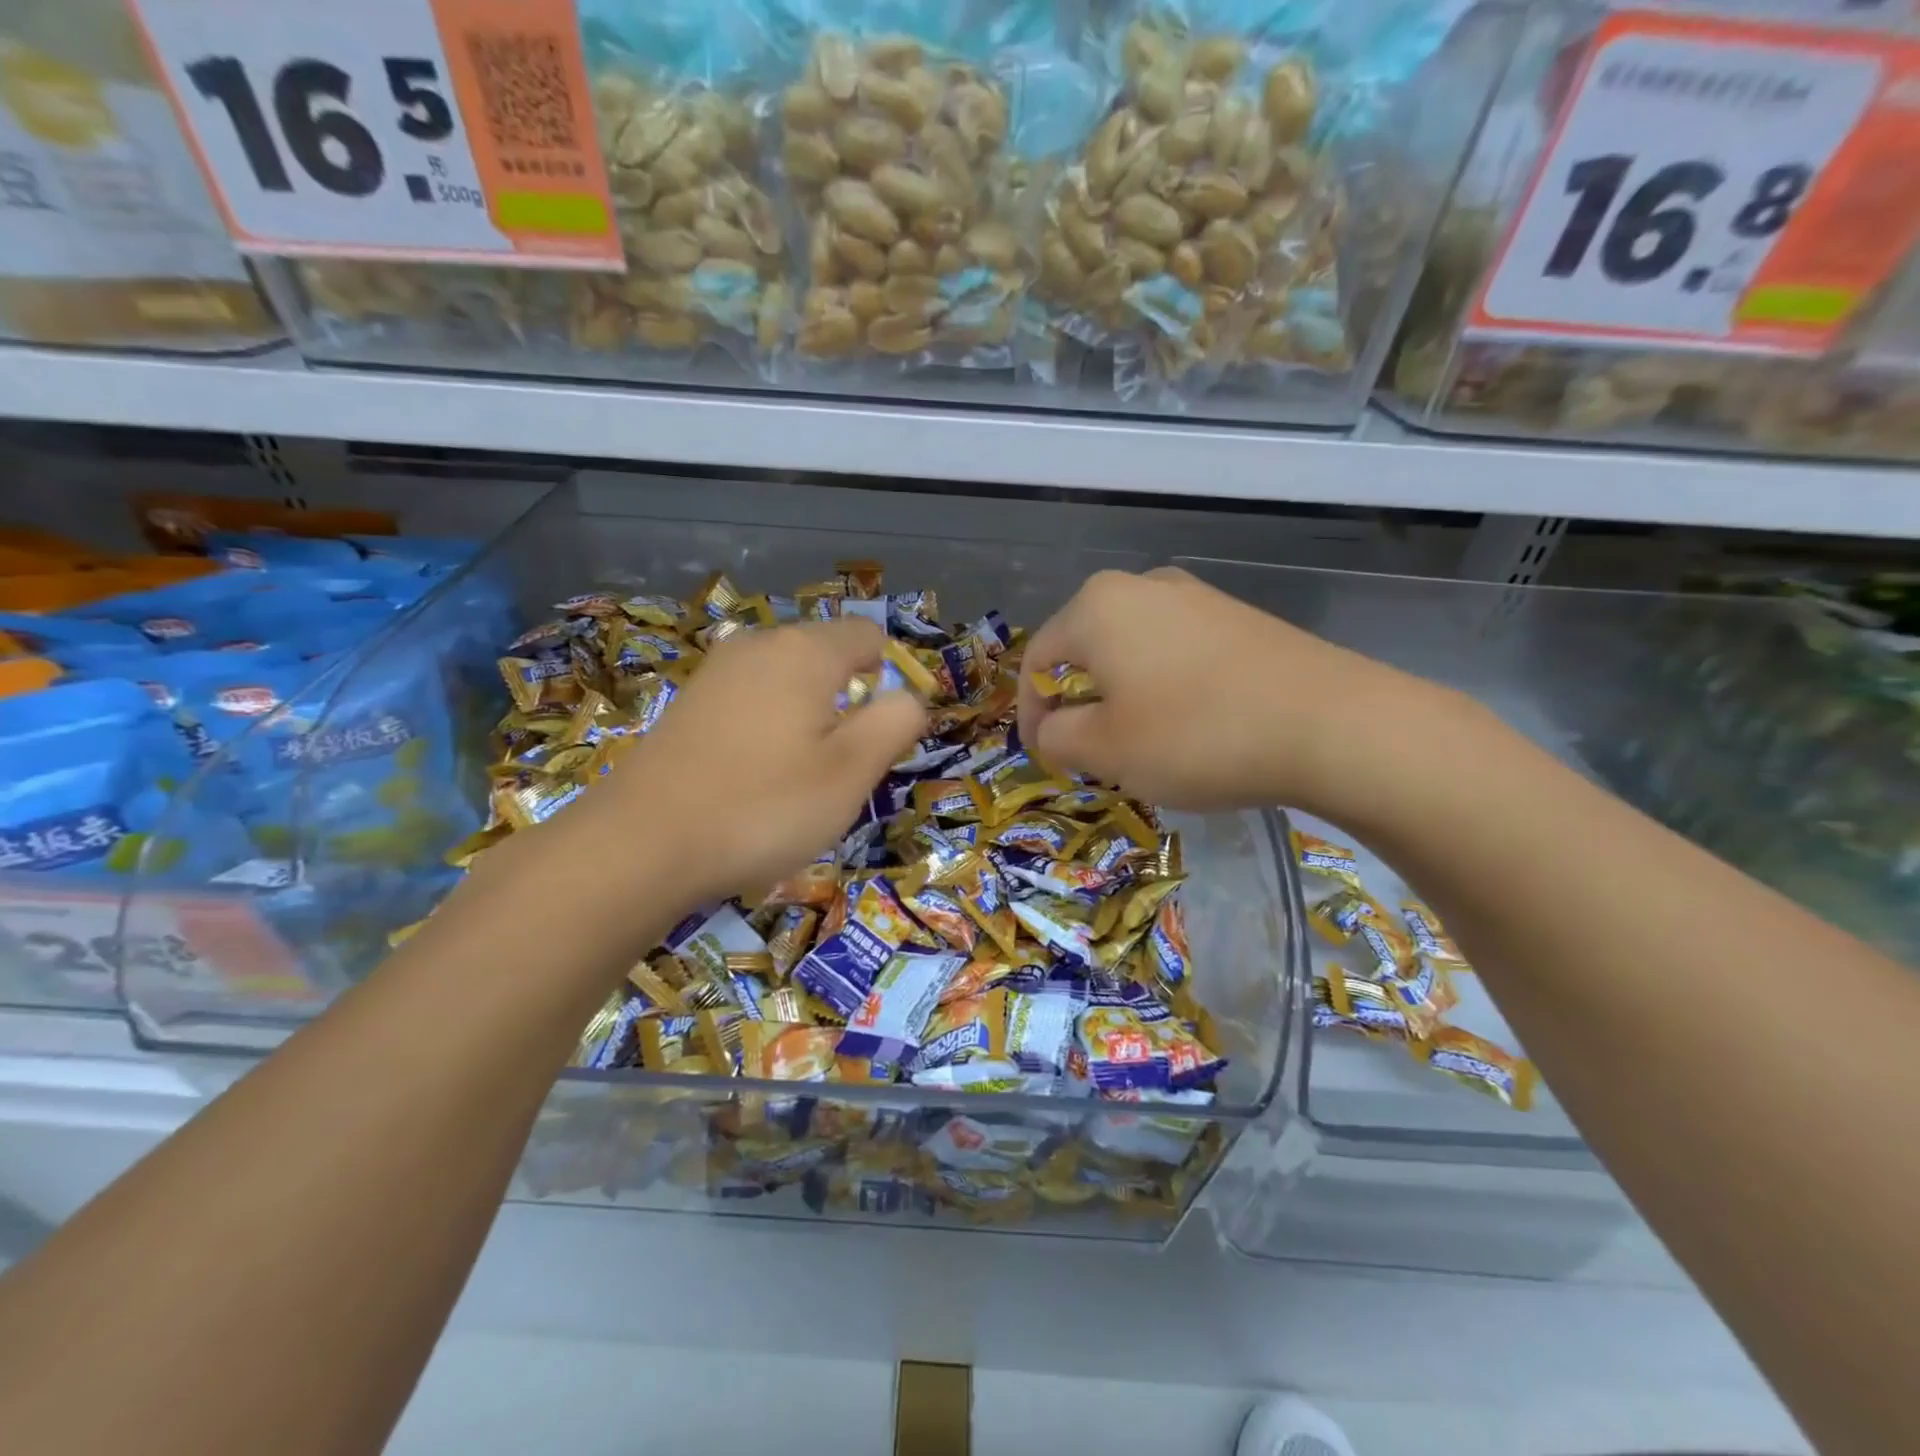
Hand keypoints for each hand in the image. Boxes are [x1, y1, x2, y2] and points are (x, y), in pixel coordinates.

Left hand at [565, 619, 925, 906]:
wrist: (640, 846)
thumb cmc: (763, 807)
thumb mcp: (851, 771)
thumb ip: (895, 722)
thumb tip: (909, 697)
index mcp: (805, 650)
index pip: (868, 636)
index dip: (887, 680)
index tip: (875, 738)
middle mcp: (759, 645)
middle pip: (827, 658)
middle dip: (845, 704)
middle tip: (837, 770)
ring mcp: (717, 672)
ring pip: (788, 683)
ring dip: (807, 721)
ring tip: (793, 779)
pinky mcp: (688, 703)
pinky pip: (751, 701)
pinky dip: (767, 730)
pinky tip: (751, 778)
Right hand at [1016, 567, 1411, 812]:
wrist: (1331, 724)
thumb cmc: (1194, 735)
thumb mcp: (1104, 750)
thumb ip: (1056, 738)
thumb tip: (1050, 729)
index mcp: (1096, 606)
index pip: (1038, 660)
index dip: (1031, 713)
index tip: (1044, 758)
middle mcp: (1141, 586)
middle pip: (1086, 651)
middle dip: (1080, 705)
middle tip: (1091, 754)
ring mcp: (1196, 597)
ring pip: (1132, 652)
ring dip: (1122, 699)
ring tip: (1140, 745)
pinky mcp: (1237, 617)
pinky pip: (1176, 653)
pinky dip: (1164, 689)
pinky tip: (1191, 727)